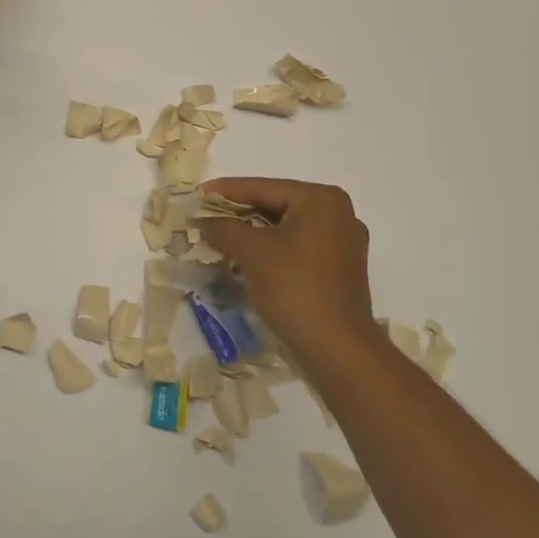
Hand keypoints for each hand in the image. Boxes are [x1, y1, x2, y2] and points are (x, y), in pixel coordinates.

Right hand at [197, 178, 379, 365]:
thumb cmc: (295, 288)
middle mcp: (338, 214)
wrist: (337, 349)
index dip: (226, 191)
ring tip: (218, 239)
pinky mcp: (338, 271)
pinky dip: (270, 251)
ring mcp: (342, 244)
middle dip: (238, 214)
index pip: (263, 188)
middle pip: (275, 206)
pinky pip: (296, 249)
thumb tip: (200, 220)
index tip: (197, 194)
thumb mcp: (251, 252)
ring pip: (285, 229)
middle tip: (204, 218)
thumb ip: (222, 228)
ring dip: (251, 235)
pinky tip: (244, 261)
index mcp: (321, 200)